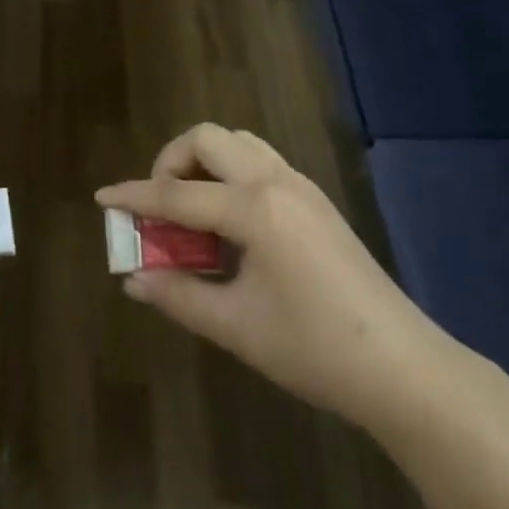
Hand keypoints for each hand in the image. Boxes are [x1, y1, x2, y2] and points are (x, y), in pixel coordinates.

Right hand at [98, 124, 449, 432]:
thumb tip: (134, 279)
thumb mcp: (235, 326)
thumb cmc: (315, 349)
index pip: (177, 193)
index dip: (134, 196)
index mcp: (254, 209)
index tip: (103, 198)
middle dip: (171, 162)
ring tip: (190, 210)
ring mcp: (302, 188)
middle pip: (209, 139)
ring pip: (239, 143)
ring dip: (203, 163)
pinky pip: (260, 163)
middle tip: (159, 207)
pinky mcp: (316, 202)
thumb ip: (178, 294)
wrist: (405, 369)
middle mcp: (276, 183)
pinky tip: (228, 223)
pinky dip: (230, 174)